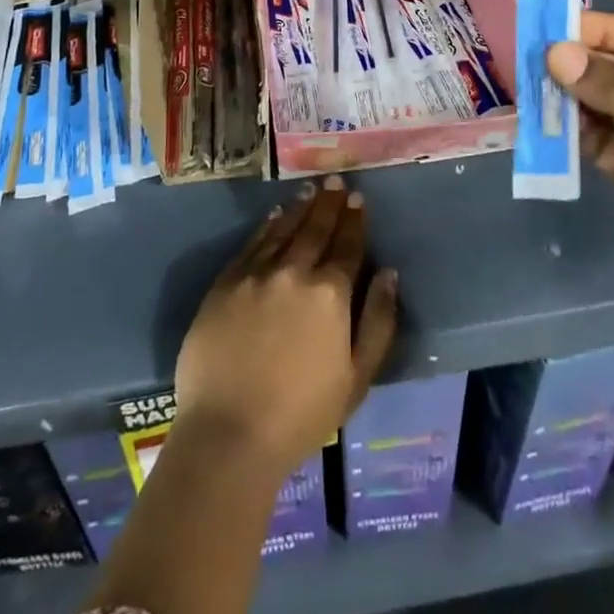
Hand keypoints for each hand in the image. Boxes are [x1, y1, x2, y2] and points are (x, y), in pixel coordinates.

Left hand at [174, 175, 397, 479]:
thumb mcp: (357, 378)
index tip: (358, 198)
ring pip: (283, 229)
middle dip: (329, 203)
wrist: (228, 433)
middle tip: (336, 181)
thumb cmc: (301, 415)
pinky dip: (267, 226)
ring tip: (310, 190)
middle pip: (315, 229)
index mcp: (330, 293)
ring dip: (300, 208)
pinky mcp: (225, 283)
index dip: (354, 221)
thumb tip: (388, 273)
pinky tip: (275, 215)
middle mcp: (294, 271)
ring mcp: (256, 273)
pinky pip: (252, 243)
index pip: (347, 246)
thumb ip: (378, 322)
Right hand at [547, 12, 613, 346]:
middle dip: (581, 63)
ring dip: (572, 97)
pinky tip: (547, 127)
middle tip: (532, 59)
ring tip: (532, 91)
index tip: (555, 28)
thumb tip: (555, 53)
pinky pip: (598, 140)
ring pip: (605, 103)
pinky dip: (574, 133)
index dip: (605, 29)